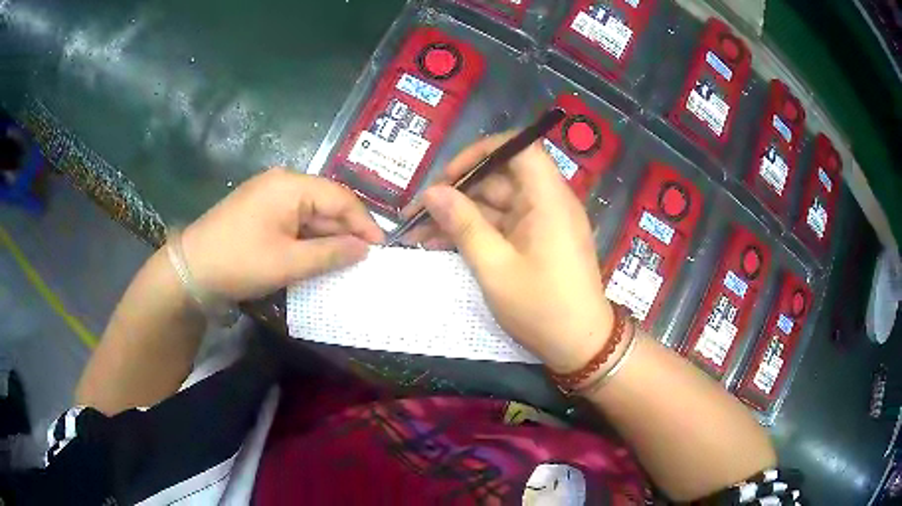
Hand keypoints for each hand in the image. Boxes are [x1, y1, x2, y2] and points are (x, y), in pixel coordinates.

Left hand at [180, 168, 383, 301]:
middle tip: (366, 259)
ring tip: (347, 261)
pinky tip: (318, 256)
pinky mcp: (261, 211)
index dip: (364, 223)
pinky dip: (309, 238)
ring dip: (328, 237)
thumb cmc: (240, 261)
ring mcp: (269, 196)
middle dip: (346, 231)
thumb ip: (330, 254)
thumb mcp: (288, 262)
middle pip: (326, 203)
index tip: (381, 249)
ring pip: (311, 214)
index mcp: (290, 186)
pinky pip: (294, 221)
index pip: (340, 198)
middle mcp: (283, 183)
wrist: (191, 269)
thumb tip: (364, 249)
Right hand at [409, 134, 613, 372]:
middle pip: (501, 177)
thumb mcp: (495, 267)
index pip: (520, 146)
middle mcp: (548, 202)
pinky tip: (441, 244)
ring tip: (418, 233)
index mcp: (548, 198)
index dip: (482, 152)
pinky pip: (502, 225)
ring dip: (459, 215)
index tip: (449, 175)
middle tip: (418, 212)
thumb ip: (463, 225)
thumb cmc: (541, 307)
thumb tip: (432, 192)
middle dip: (458, 191)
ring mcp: (542, 222)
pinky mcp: (537, 241)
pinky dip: (475, 231)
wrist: (579, 346)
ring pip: (496, 203)